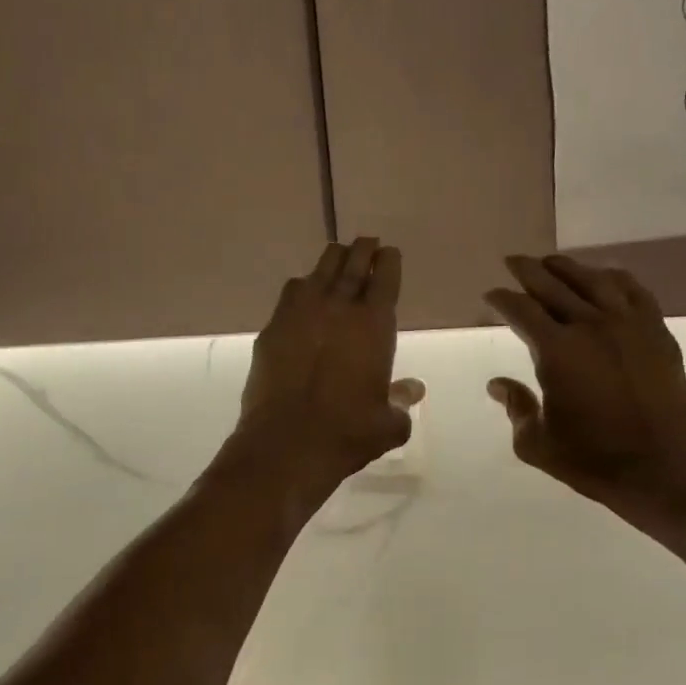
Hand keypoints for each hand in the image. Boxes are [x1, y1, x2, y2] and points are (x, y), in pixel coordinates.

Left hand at [231, 237, 423, 493]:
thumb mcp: (388, 424)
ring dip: (332, 261)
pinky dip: (302, 287)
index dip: (389, 262)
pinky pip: (290, 294)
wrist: (287, 443)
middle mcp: (337, 309)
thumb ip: (402, 402)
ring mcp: (300, 315)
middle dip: (362, 250)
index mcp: (373, 325)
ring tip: (337, 257)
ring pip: (319, 271)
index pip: (384, 279)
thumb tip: (413, 389)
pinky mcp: (272, 329)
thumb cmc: (347, 433)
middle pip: (352, 265)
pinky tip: (303, 293)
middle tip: (367, 242)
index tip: (389, 253)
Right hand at [483, 255, 685, 518]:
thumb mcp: (538, 444)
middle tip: (513, 261)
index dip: (502, 299)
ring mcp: (629, 325)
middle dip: (529, 271)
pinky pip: (634, 291)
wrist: (664, 468)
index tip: (490, 294)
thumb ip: (516, 408)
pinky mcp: (657, 333)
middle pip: (554, 285)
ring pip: (594, 280)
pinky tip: (605, 276)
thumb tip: (497, 384)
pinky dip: (615, 278)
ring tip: (552, 262)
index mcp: (557, 351)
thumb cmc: (594, 460)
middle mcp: (591, 326)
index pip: (521, 311)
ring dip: (569, 268)